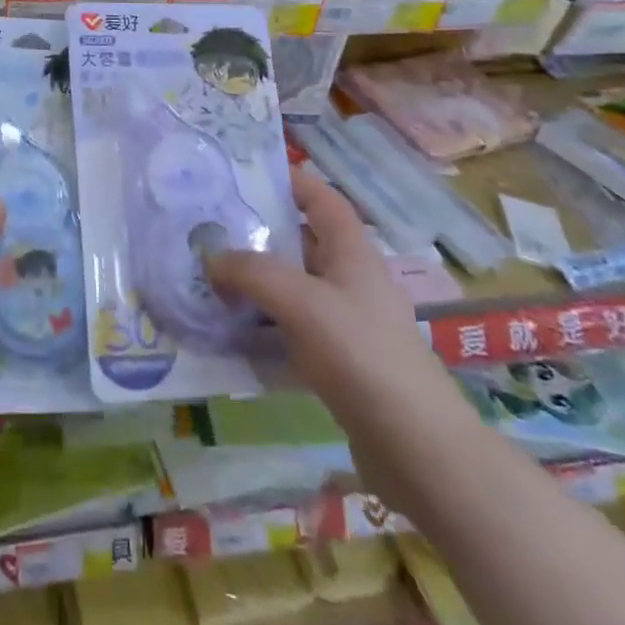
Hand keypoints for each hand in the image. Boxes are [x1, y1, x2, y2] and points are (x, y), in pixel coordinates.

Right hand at [207, 161, 481, 510]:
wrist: (417, 449)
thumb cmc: (363, 356)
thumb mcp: (302, 302)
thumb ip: (252, 273)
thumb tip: (211, 257)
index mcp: (352, 252)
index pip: (321, 198)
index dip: (289, 180)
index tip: (244, 175)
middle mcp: (350, 279)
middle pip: (300, 240)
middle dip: (257, 232)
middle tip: (207, 228)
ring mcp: (345, 322)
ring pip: (291, 286)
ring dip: (254, 281)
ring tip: (207, 276)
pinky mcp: (338, 361)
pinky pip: (290, 327)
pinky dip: (261, 323)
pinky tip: (229, 331)